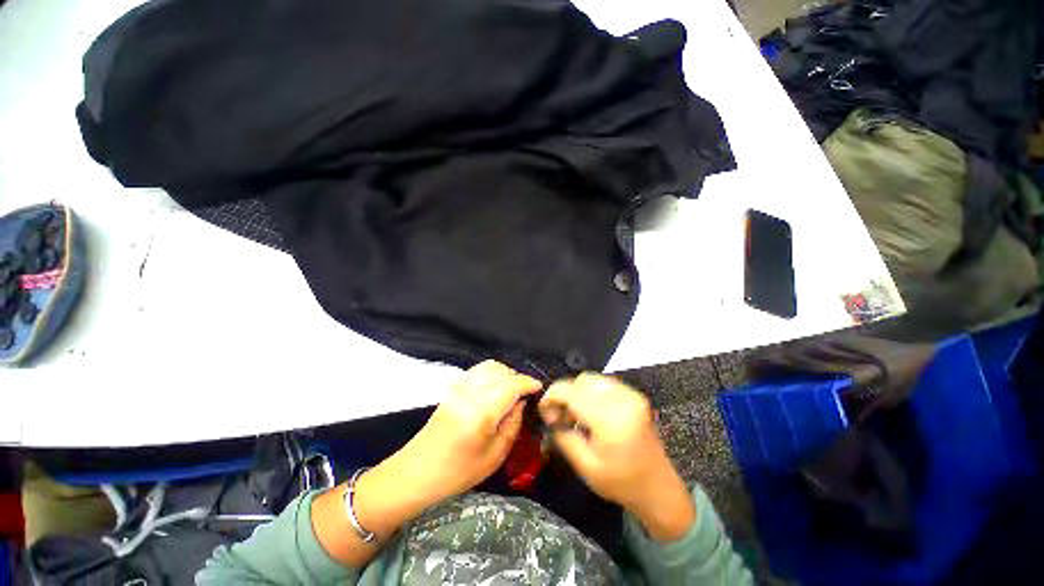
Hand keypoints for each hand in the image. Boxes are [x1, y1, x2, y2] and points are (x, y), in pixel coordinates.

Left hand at [399, 360, 542, 502]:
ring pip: (489, 366)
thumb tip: (521, 402)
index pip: (511, 384)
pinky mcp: (453, 387)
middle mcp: (470, 392)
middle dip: (517, 378)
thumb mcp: (495, 455)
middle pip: (501, 370)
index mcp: (482, 412)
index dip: (528, 382)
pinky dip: (491, 373)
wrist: (418, 472)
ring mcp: (459, 387)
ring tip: (511, 390)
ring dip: (505, 373)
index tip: (539, 387)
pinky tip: (494, 388)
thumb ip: (513, 424)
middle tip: (524, 394)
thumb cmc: (459, 471)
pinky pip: (478, 370)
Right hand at [539, 373, 695, 540]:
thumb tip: (551, 416)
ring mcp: (631, 395)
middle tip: (559, 415)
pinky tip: (589, 411)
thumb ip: (563, 436)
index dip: (551, 396)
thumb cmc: (621, 483)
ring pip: (592, 379)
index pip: (571, 391)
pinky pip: (604, 384)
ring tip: (574, 414)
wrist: (658, 489)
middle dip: (565, 393)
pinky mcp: (634, 396)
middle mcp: (622, 399)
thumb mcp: (585, 466)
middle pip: (581, 380)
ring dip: (577, 391)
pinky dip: (590, 392)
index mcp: (610, 418)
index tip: (544, 411)